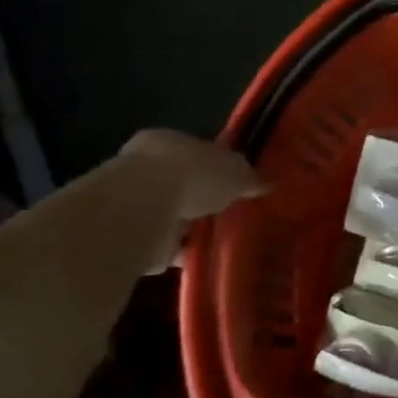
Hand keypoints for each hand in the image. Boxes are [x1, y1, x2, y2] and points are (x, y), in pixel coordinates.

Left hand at [116, 129, 261, 271]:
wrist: (144, 211)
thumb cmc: (191, 175)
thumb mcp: (235, 171)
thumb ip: (248, 177)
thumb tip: (264, 184)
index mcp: (165, 141)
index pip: (194, 151)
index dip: (216, 166)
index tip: (235, 183)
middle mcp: (143, 168)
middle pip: (181, 181)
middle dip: (202, 196)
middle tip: (230, 211)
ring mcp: (134, 203)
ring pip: (172, 212)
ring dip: (192, 225)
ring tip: (222, 237)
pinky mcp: (133, 236)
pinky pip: (166, 243)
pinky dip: (184, 250)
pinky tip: (205, 256)